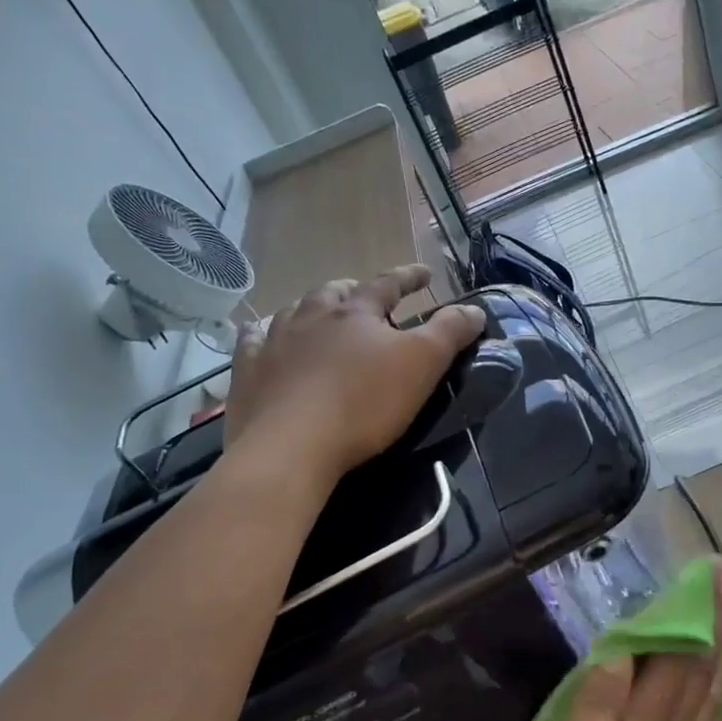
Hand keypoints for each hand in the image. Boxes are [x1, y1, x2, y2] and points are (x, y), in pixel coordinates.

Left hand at [219, 266, 484, 485]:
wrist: (290, 447)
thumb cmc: (363, 403)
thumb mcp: (422, 365)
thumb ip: (450, 332)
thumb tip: (474, 309)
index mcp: (355, 311)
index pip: (388, 283)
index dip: (409, 277)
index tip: (425, 273)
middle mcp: (310, 315)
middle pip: (334, 292)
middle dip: (354, 291)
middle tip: (365, 297)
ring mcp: (273, 342)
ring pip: (293, 311)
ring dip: (310, 310)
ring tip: (319, 316)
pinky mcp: (247, 373)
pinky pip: (252, 342)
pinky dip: (262, 336)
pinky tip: (263, 341)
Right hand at [531, 564, 721, 720]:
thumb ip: (598, 709)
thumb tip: (619, 648)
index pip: (682, 657)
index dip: (699, 613)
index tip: (714, 574)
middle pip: (704, 670)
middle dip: (719, 621)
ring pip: (709, 696)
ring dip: (721, 651)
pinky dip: (715, 701)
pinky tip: (717, 695)